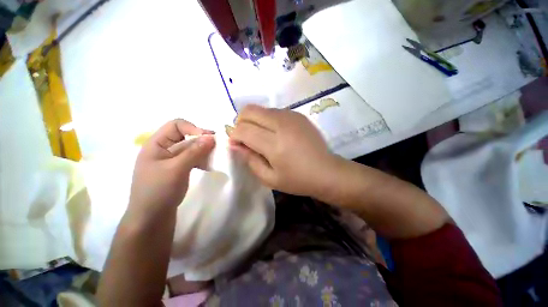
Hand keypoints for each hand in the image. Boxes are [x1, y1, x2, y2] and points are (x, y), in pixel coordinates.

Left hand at [128, 119, 214, 217]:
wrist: (151, 218)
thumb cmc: (158, 191)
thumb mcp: (176, 169)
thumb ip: (194, 152)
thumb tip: (211, 137)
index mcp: (156, 144)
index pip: (176, 125)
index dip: (193, 129)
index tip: (209, 139)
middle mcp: (164, 149)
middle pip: (186, 136)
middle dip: (202, 140)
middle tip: (217, 147)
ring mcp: (171, 160)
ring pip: (191, 148)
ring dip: (204, 150)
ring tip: (216, 156)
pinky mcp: (178, 169)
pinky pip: (192, 158)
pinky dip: (202, 159)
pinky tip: (209, 165)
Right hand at [229, 105, 338, 196]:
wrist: (326, 171)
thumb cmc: (297, 180)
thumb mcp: (269, 177)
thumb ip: (249, 159)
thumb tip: (235, 143)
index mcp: (275, 144)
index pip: (243, 129)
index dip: (234, 135)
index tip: (236, 143)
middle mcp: (282, 124)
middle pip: (249, 111)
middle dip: (241, 122)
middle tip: (245, 137)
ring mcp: (292, 116)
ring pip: (261, 109)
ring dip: (254, 120)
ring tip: (261, 136)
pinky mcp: (298, 115)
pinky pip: (274, 111)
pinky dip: (267, 120)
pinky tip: (275, 133)